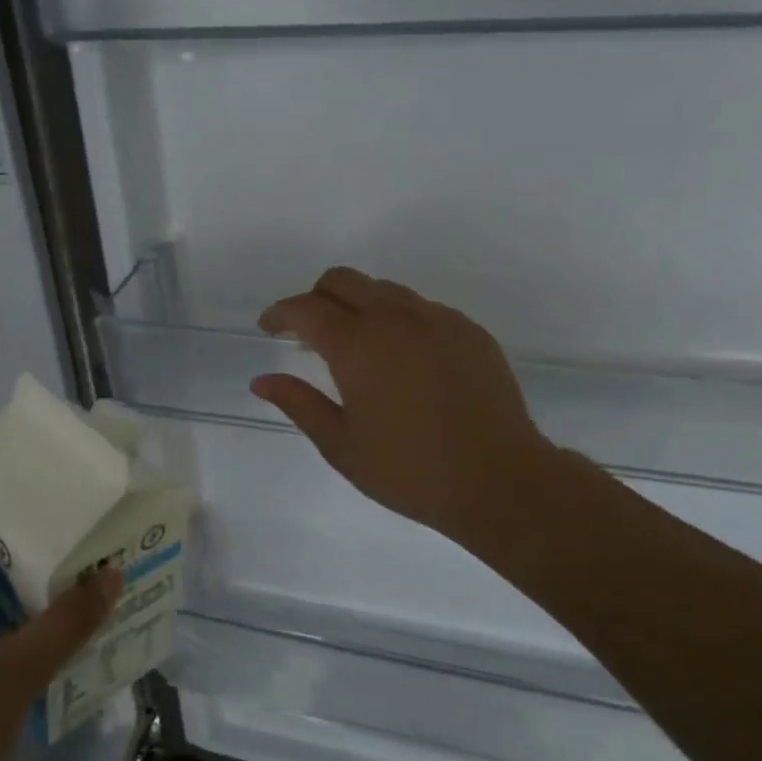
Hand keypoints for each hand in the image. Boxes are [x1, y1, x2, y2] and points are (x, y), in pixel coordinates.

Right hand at [249, 267, 559, 548]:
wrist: (499, 480)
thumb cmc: (409, 470)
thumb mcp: (341, 445)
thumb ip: (299, 403)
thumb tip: (262, 380)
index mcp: (358, 345)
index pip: (306, 309)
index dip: (281, 314)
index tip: (269, 327)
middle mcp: (396, 319)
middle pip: (344, 281)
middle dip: (316, 298)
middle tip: (307, 333)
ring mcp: (438, 320)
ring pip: (385, 290)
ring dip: (358, 306)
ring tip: (356, 347)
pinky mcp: (469, 331)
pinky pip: (422, 309)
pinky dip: (398, 320)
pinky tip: (402, 359)